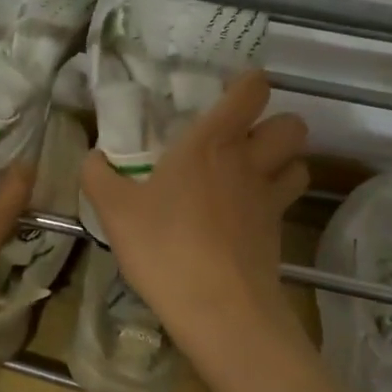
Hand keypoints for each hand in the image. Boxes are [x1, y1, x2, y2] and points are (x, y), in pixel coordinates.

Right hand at [80, 70, 308, 356]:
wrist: (218, 308)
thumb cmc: (165, 247)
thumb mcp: (114, 211)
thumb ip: (98, 176)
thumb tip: (93, 157)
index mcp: (212, 143)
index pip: (252, 91)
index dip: (248, 84)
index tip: (227, 93)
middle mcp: (249, 162)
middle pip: (293, 125)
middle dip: (274, 125)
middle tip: (242, 141)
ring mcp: (269, 199)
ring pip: (299, 163)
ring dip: (282, 163)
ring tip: (250, 176)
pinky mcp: (277, 234)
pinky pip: (285, 204)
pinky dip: (272, 202)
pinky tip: (242, 220)